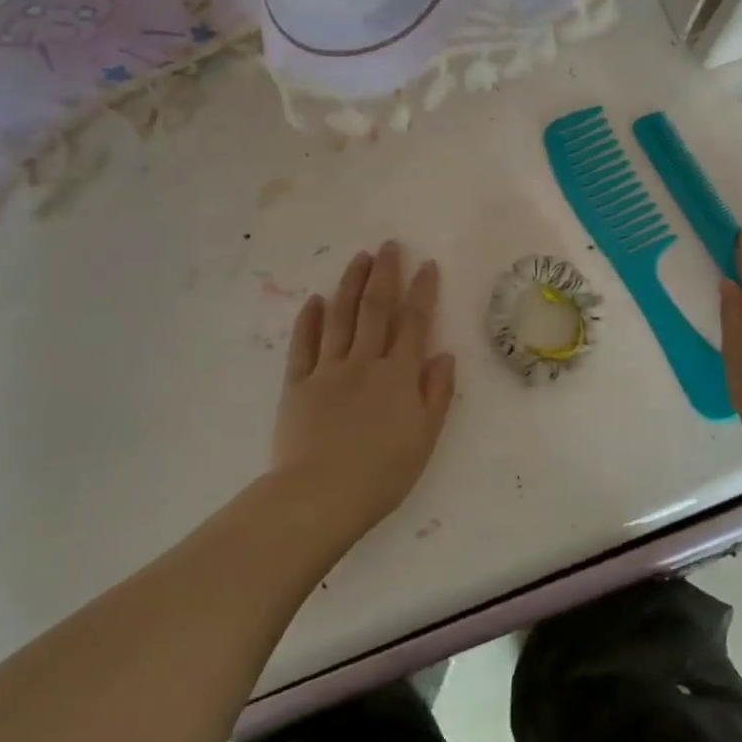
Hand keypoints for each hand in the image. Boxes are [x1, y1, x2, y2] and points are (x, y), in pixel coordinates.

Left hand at [273, 242, 457, 536]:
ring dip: (350, 285)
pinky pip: (303, 346)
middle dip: (384, 274)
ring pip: (340, 318)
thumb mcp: (424, 438)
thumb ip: (436, 394)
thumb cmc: (381, 474)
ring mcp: (327, 370)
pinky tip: (315, 300)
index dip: (422, 291)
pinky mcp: (297, 385)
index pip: (414, 323)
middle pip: (375, 309)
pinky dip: (309, 321)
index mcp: (398, 375)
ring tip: (359, 259)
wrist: (319, 497)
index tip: (426, 264)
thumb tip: (444, 355)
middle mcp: (364, 362)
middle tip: (388, 245)